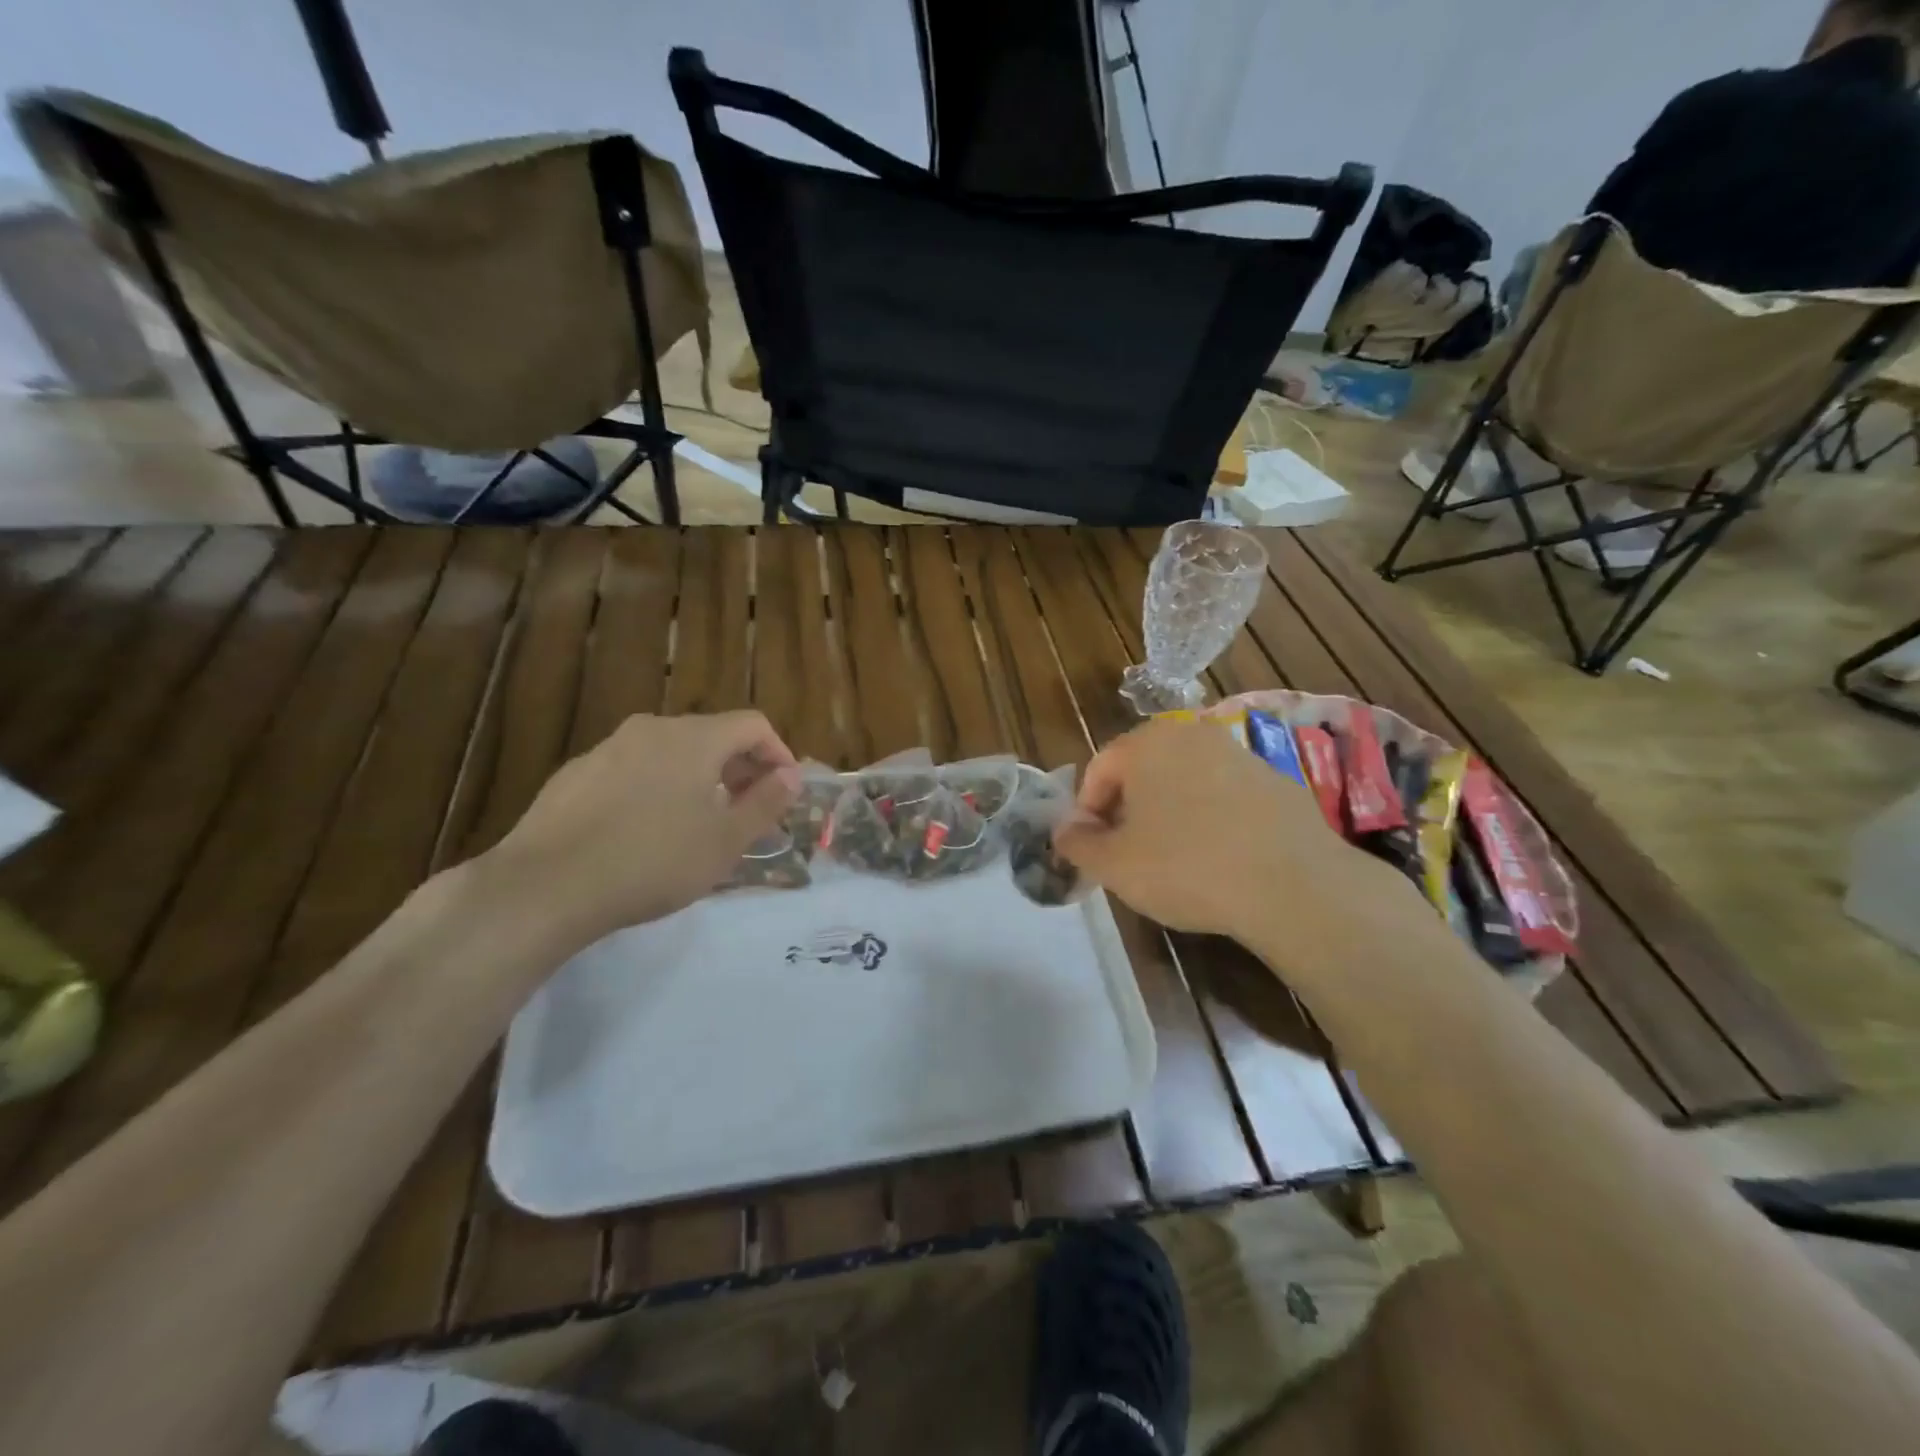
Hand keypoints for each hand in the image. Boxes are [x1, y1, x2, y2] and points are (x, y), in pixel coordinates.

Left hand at [484, 711, 799, 947]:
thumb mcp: (726, 840)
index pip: (753, 725)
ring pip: (670, 752)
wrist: (546, 886)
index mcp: (694, 738)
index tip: (784, 791)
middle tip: (749, 810)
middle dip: (740, 768)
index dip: (778, 753)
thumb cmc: (654, 860)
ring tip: (700, 823)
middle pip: (711, 735)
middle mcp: (652, 729)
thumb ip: (766, 802)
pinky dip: (656, 787)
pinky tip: (645, 830)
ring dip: (698, 778)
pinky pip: (633, 770)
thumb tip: (792, 775)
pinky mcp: (575, 774)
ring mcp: (608, 748)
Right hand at [1054, 718, 1414, 950]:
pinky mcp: (1277, 781)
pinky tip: (1218, 859)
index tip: (1093, 849)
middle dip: (1128, 810)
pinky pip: (1224, 796)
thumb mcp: (1114, 865)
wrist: (1294, 885)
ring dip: (1169, 813)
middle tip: (1128, 854)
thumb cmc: (1186, 867)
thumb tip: (1065, 830)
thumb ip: (1077, 843)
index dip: (1087, 811)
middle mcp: (1193, 733)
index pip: (1099, 769)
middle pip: (1142, 770)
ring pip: (1184, 781)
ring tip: (1173, 860)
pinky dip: (1210, 819)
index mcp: (1147, 742)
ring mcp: (1239, 753)